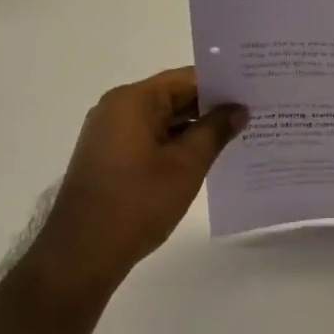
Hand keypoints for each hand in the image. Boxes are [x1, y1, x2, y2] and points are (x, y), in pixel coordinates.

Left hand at [27, 68, 246, 301]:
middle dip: (210, 108)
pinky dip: (173, 144)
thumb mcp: (186, 165)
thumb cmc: (137, 202)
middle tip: (251, 115)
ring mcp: (108, 133)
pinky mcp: (107, 156)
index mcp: (133, 100)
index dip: (221, 86)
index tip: (252, 94)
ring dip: (193, 129)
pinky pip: (148, 138)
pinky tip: (202, 159)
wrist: (81, 254)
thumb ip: (215, 131)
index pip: (185, 79)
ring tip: (235, 137)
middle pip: (172, 97)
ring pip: (161, 119)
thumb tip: (238, 108)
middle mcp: (116, 108)